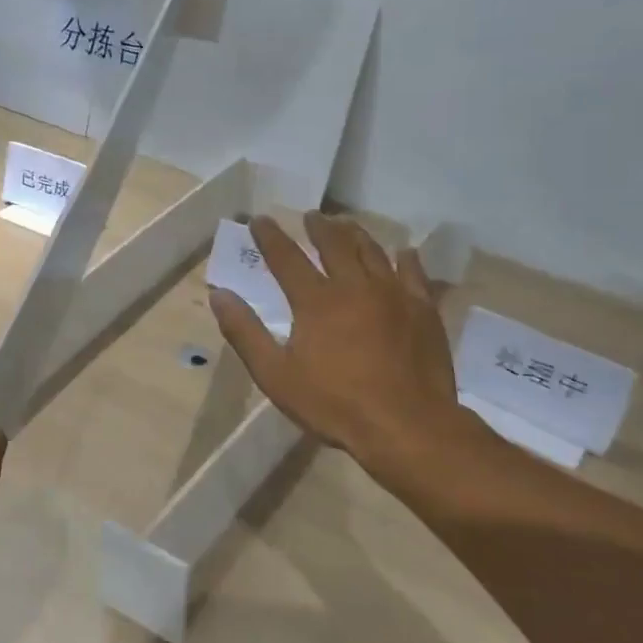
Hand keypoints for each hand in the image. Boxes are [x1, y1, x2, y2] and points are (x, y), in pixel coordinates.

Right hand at [209, 214, 475, 472]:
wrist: (407, 426)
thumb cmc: (334, 404)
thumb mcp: (275, 375)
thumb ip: (245, 332)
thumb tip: (219, 295)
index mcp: (315, 301)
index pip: (286, 258)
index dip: (270, 237)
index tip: (260, 220)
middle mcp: (354, 286)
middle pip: (335, 245)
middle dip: (319, 227)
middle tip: (312, 215)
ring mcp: (394, 295)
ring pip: (373, 252)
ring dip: (356, 234)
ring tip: (347, 224)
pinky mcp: (424, 310)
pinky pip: (414, 274)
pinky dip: (406, 259)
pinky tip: (403, 253)